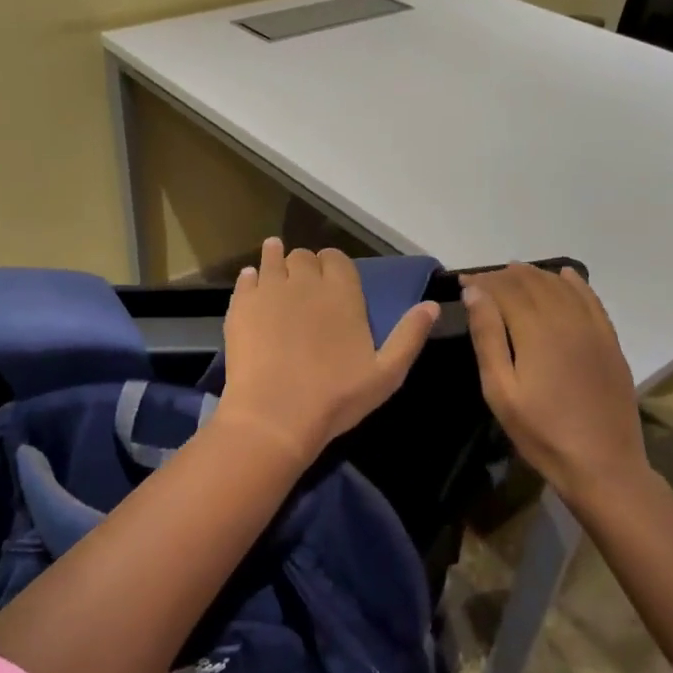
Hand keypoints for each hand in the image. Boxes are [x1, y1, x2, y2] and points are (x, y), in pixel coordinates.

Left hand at [217, 238, 439, 462]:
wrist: (275, 415)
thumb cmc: (336, 397)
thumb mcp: (387, 373)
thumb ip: (410, 335)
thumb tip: (431, 305)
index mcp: (342, 293)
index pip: (337, 259)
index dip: (335, 265)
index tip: (333, 278)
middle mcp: (306, 281)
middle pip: (304, 257)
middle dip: (307, 265)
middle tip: (305, 283)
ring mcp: (269, 290)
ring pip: (273, 259)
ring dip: (277, 258)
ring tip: (276, 260)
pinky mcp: (241, 305)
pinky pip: (245, 278)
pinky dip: (251, 277)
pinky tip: (251, 283)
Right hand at [463, 264, 651, 511]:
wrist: (602, 464)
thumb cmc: (541, 432)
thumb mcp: (500, 390)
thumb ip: (488, 337)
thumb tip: (475, 294)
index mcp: (536, 331)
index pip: (506, 290)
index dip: (483, 282)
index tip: (464, 282)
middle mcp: (567, 319)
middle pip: (533, 283)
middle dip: (505, 276)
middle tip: (483, 281)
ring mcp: (594, 329)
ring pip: (562, 287)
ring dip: (535, 275)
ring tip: (514, 274)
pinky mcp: (610, 342)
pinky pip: (592, 300)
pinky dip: (575, 283)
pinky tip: (564, 275)